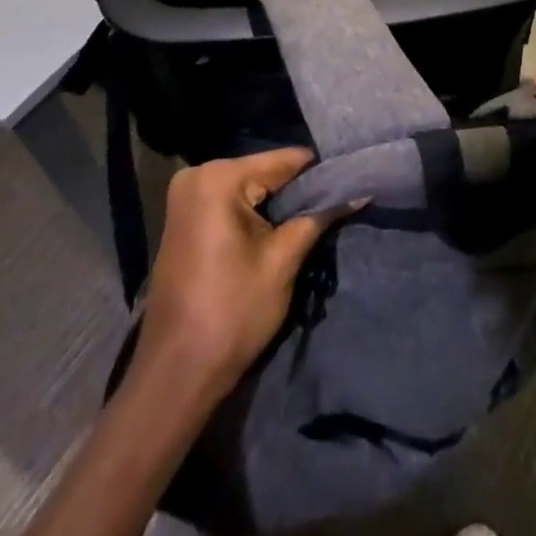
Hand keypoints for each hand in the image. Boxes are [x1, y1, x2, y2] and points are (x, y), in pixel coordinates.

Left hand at [133, 149, 347, 403]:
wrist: (176, 374)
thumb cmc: (232, 313)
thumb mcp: (283, 261)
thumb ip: (319, 217)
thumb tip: (359, 190)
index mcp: (219, 178)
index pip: (284, 161)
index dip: (321, 173)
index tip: (352, 182)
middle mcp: (198, 175)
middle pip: (265, 172)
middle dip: (299, 191)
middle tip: (335, 206)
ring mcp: (186, 196)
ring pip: (250, 188)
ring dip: (279, 204)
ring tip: (315, 218)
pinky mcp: (184, 218)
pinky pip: (231, 202)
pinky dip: (255, 214)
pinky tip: (279, 231)